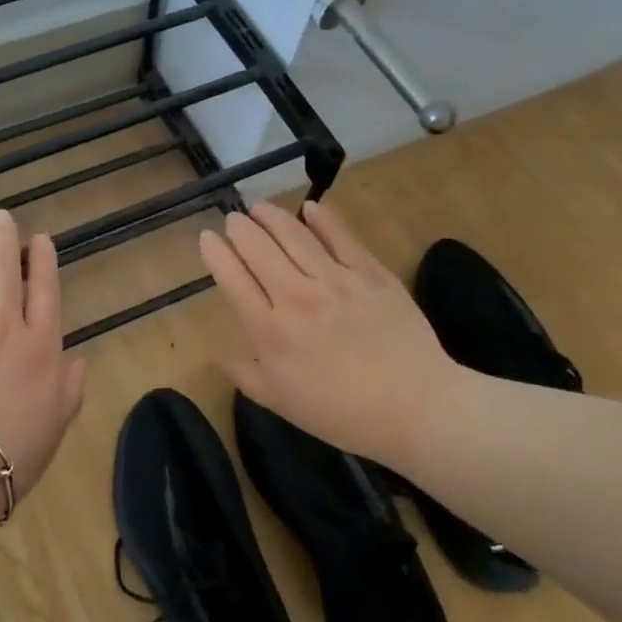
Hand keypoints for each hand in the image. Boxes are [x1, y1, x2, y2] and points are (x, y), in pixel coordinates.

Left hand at [0, 210, 87, 498]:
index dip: (42, 260)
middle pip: (4, 272)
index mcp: (40, 348)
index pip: (44, 291)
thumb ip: (70, 387)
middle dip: (4, 239)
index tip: (39, 238)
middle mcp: (2, 327)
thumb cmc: (14, 453)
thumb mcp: (58, 422)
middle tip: (2, 217)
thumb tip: (78, 360)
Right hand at [198, 200, 462, 467]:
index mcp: (270, 332)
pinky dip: (323, 219)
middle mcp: (296, 298)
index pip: (233, 280)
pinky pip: (341, 237)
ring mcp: (336, 281)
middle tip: (234, 218)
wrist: (414, 407)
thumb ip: (245, 375)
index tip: (207, 238)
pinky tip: (310, 208)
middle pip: (259, 250)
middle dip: (241, 229)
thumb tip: (217, 353)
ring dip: (273, 217)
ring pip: (295, 236)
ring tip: (260, 207)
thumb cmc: (342, 414)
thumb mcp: (281, 403)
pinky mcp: (371, 274)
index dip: (216, 254)